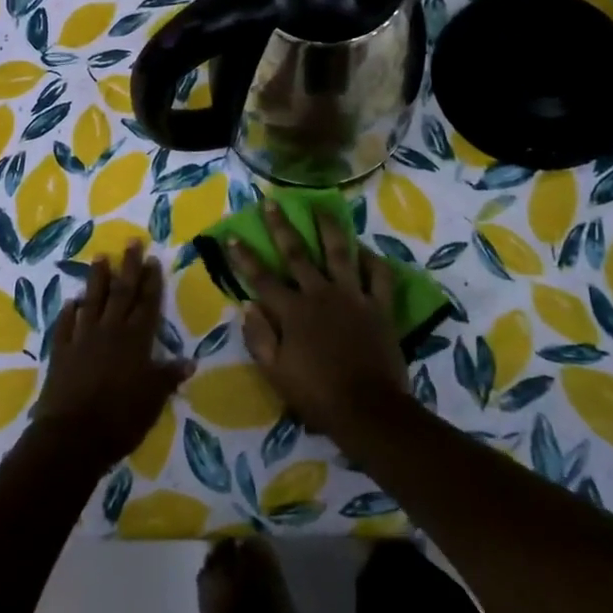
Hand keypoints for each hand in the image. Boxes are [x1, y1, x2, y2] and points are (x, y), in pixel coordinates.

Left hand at [32, 244, 192, 467]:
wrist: (73, 435)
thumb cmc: (121, 418)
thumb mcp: (154, 399)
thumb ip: (168, 376)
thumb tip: (190, 361)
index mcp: (136, 340)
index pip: (147, 303)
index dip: (151, 281)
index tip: (153, 259)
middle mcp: (110, 331)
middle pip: (121, 292)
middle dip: (128, 266)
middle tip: (131, 242)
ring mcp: (82, 338)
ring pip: (92, 301)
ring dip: (97, 279)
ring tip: (100, 257)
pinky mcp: (61, 351)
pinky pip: (65, 325)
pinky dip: (69, 312)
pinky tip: (72, 302)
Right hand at [230, 200, 409, 444]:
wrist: (368, 409)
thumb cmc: (317, 395)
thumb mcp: (275, 373)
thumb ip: (259, 337)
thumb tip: (248, 306)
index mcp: (292, 311)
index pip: (261, 278)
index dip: (244, 257)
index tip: (232, 236)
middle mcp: (320, 294)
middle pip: (297, 254)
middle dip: (281, 227)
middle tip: (271, 202)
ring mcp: (353, 296)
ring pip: (339, 252)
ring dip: (328, 228)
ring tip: (321, 208)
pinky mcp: (380, 306)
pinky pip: (379, 276)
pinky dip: (373, 260)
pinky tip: (365, 250)